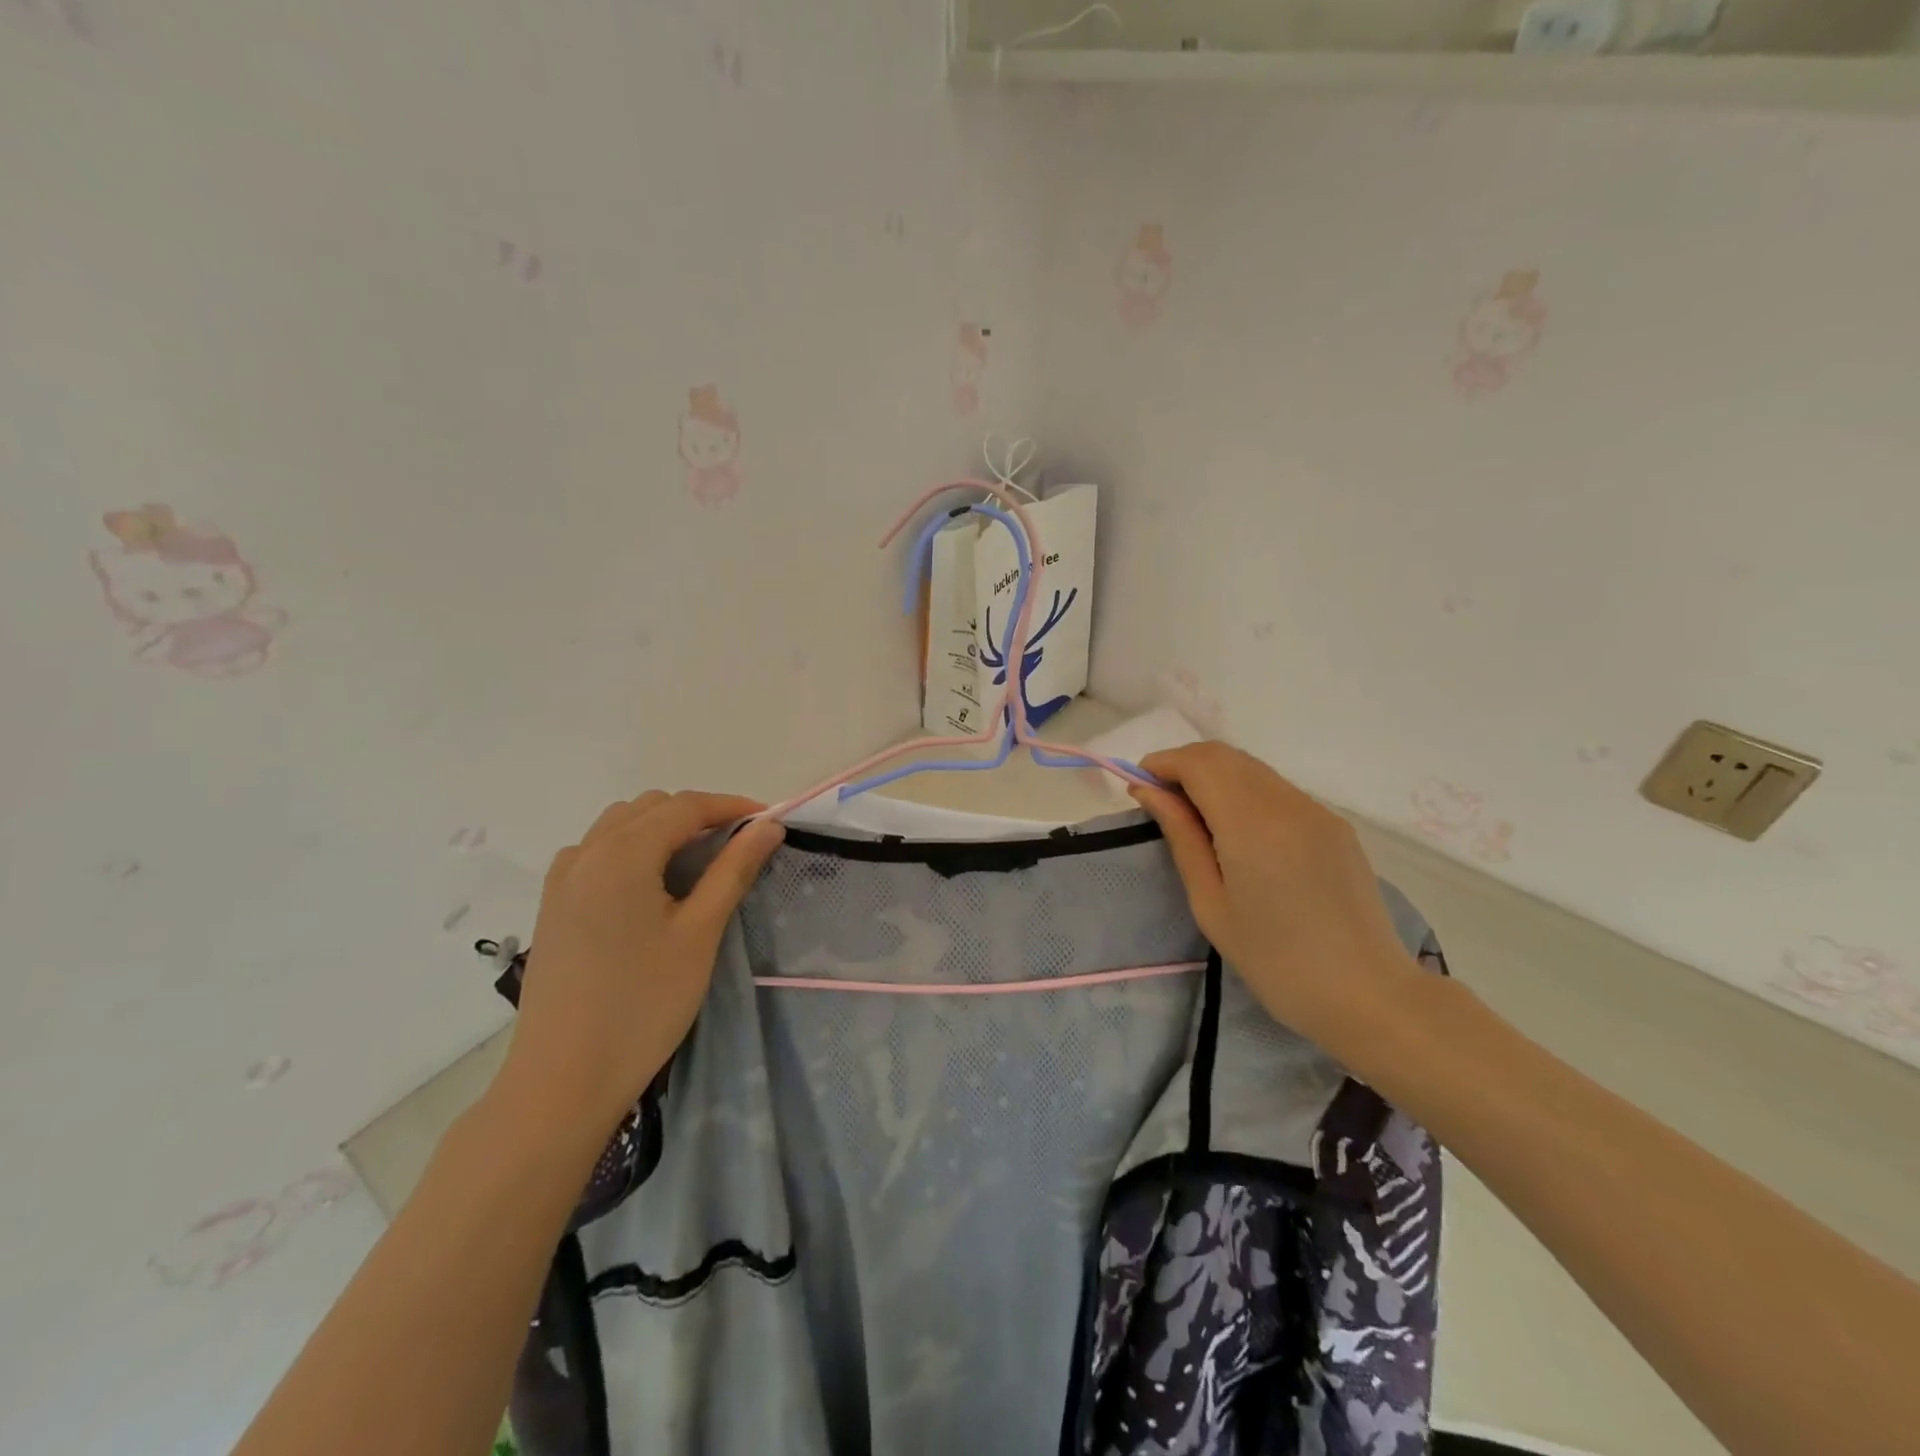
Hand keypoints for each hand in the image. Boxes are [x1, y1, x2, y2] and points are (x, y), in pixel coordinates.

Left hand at [496, 792, 784, 1136]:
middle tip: (738, 848)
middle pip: (651, 808)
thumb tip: (769, 826)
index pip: (686, 806)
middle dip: (699, 816)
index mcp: (622, 854)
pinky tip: (649, 888)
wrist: (562, 1079)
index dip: (732, 807)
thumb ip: (734, 870)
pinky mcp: (552, 905)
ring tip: (697, 864)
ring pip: (620, 826)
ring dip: (663, 830)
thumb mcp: (700, 933)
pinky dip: (632, 850)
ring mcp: (562, 879)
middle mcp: (587, 853)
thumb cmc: (643, 1004)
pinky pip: (597, 852)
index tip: (769, 823)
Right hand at [1129, 742, 1419, 1050]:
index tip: (1139, 786)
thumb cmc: (1275, 962)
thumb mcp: (1211, 904)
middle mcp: (1287, 803)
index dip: (1163, 764)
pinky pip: (1278, 789)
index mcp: (1252, 825)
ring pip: (1252, 768)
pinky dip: (1245, 791)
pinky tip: (1237, 831)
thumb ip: (1181, 837)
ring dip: (1215, 776)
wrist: (1368, 996)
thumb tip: (1149, 792)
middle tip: (1161, 801)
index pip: (1199, 763)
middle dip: (1185, 765)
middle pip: (1225, 756)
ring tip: (1194, 817)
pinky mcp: (1335, 824)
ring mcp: (1317, 810)